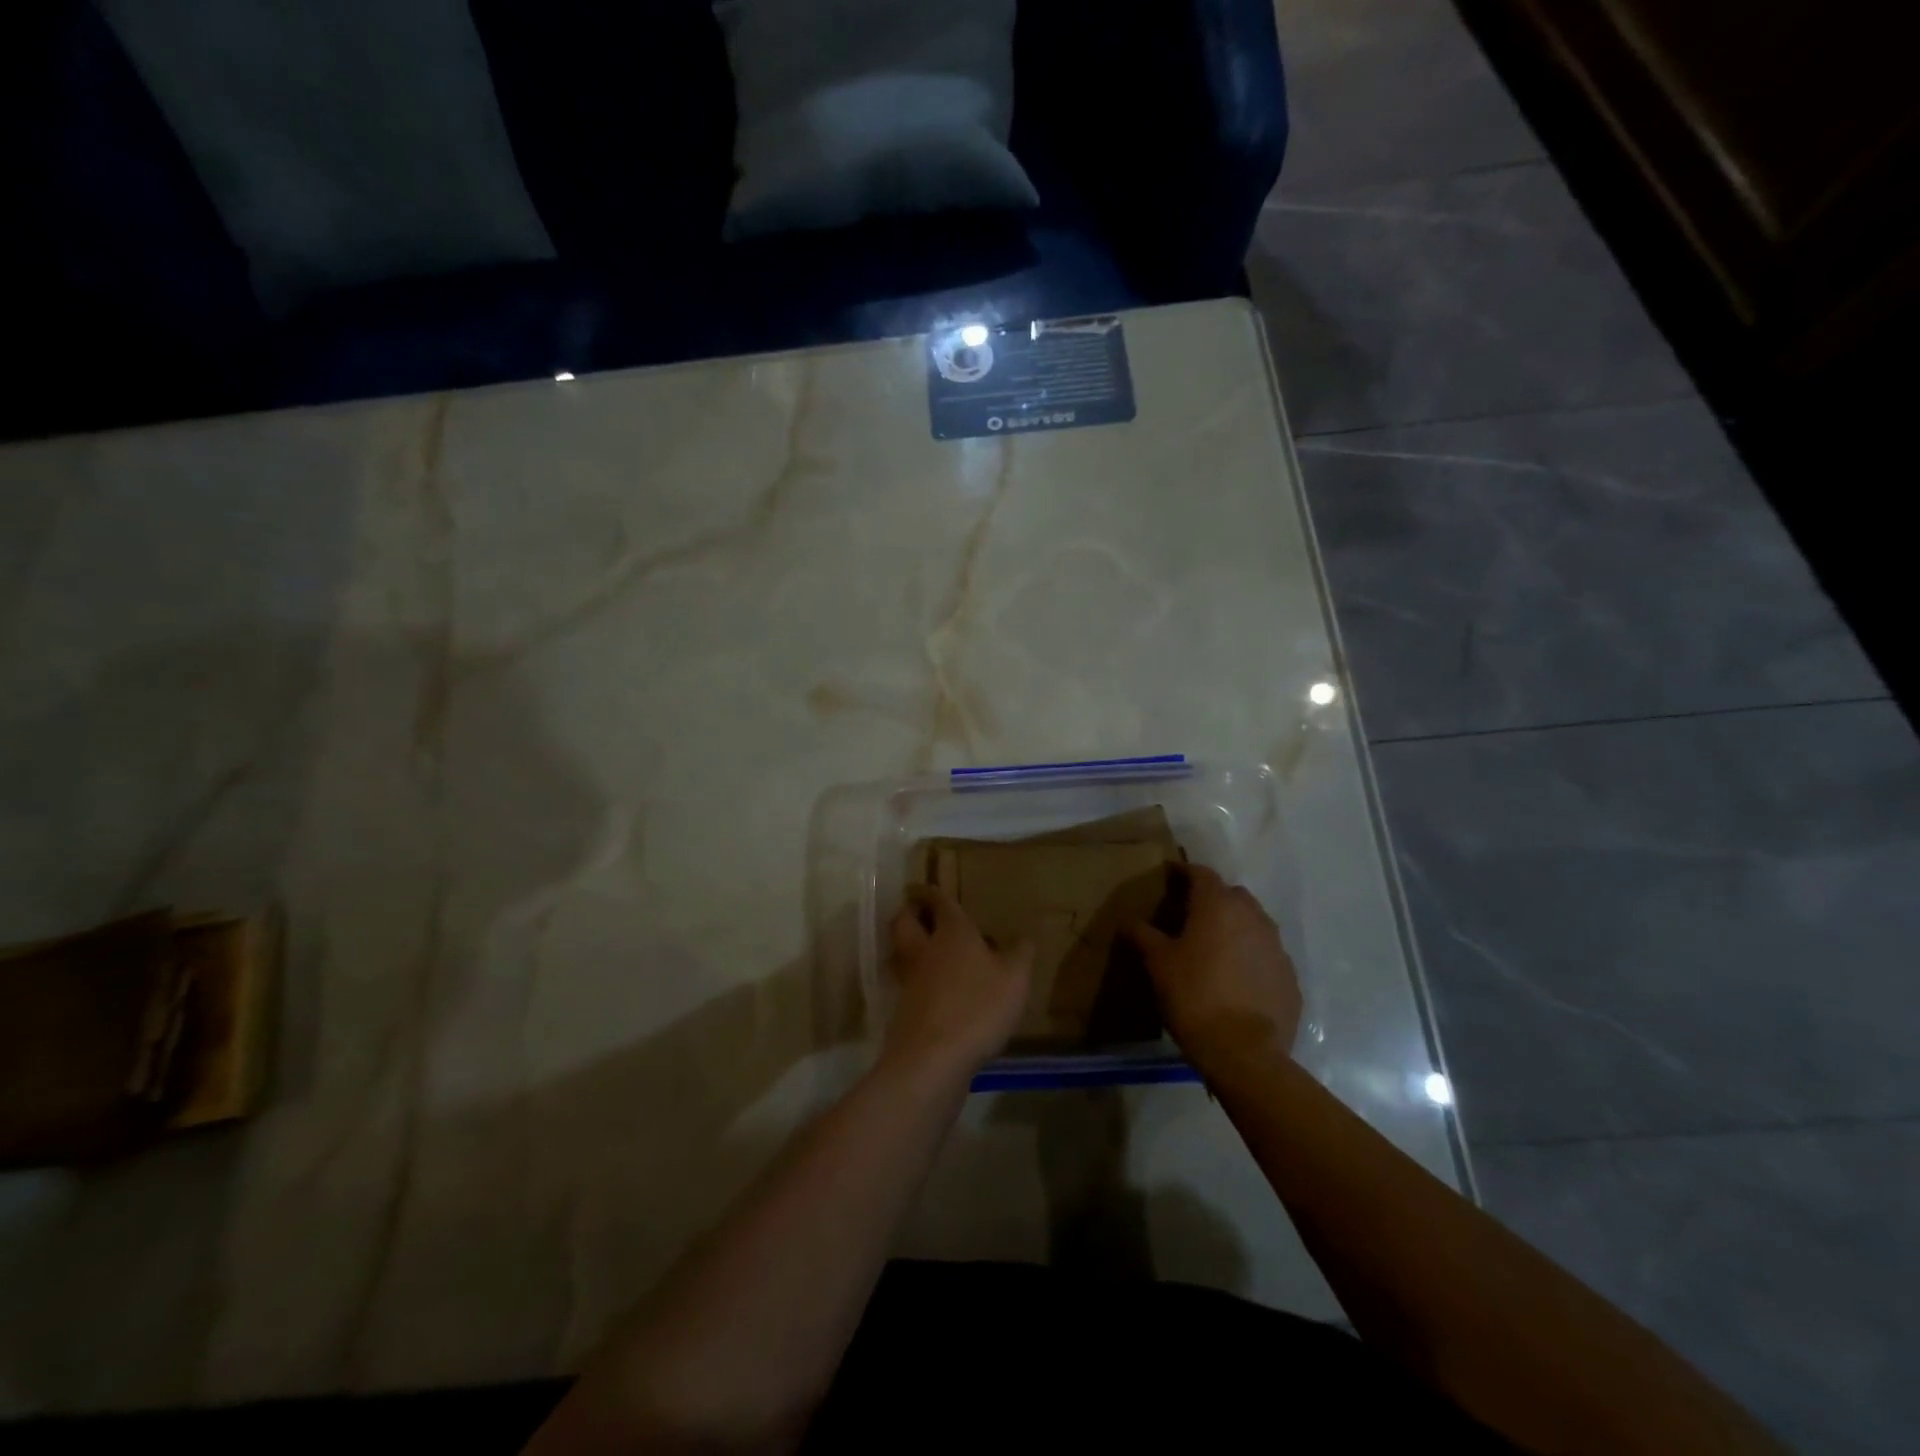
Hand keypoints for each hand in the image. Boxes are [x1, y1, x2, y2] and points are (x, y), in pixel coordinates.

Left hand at [885, 887, 1031, 1080]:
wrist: (933, 1058)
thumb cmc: (977, 1006)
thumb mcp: (1014, 979)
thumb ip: (1020, 954)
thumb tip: (1024, 936)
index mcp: (952, 932)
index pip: (939, 902)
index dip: (931, 891)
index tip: (923, 885)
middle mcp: (925, 950)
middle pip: (904, 922)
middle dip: (909, 913)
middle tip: (919, 912)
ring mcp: (910, 980)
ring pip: (903, 952)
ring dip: (911, 945)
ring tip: (931, 948)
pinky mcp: (905, 1010)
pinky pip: (910, 982)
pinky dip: (919, 978)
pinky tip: (939, 989)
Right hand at [1128, 864, 1300, 1074]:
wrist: (1244, 1052)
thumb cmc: (1194, 996)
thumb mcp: (1158, 963)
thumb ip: (1142, 935)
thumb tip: (1127, 920)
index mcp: (1218, 905)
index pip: (1201, 874)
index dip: (1184, 872)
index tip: (1169, 876)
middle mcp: (1253, 916)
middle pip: (1231, 895)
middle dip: (1212, 899)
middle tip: (1190, 915)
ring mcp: (1276, 946)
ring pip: (1253, 923)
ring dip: (1235, 927)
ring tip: (1214, 947)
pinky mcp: (1290, 976)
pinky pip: (1266, 954)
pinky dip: (1251, 956)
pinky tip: (1236, 977)